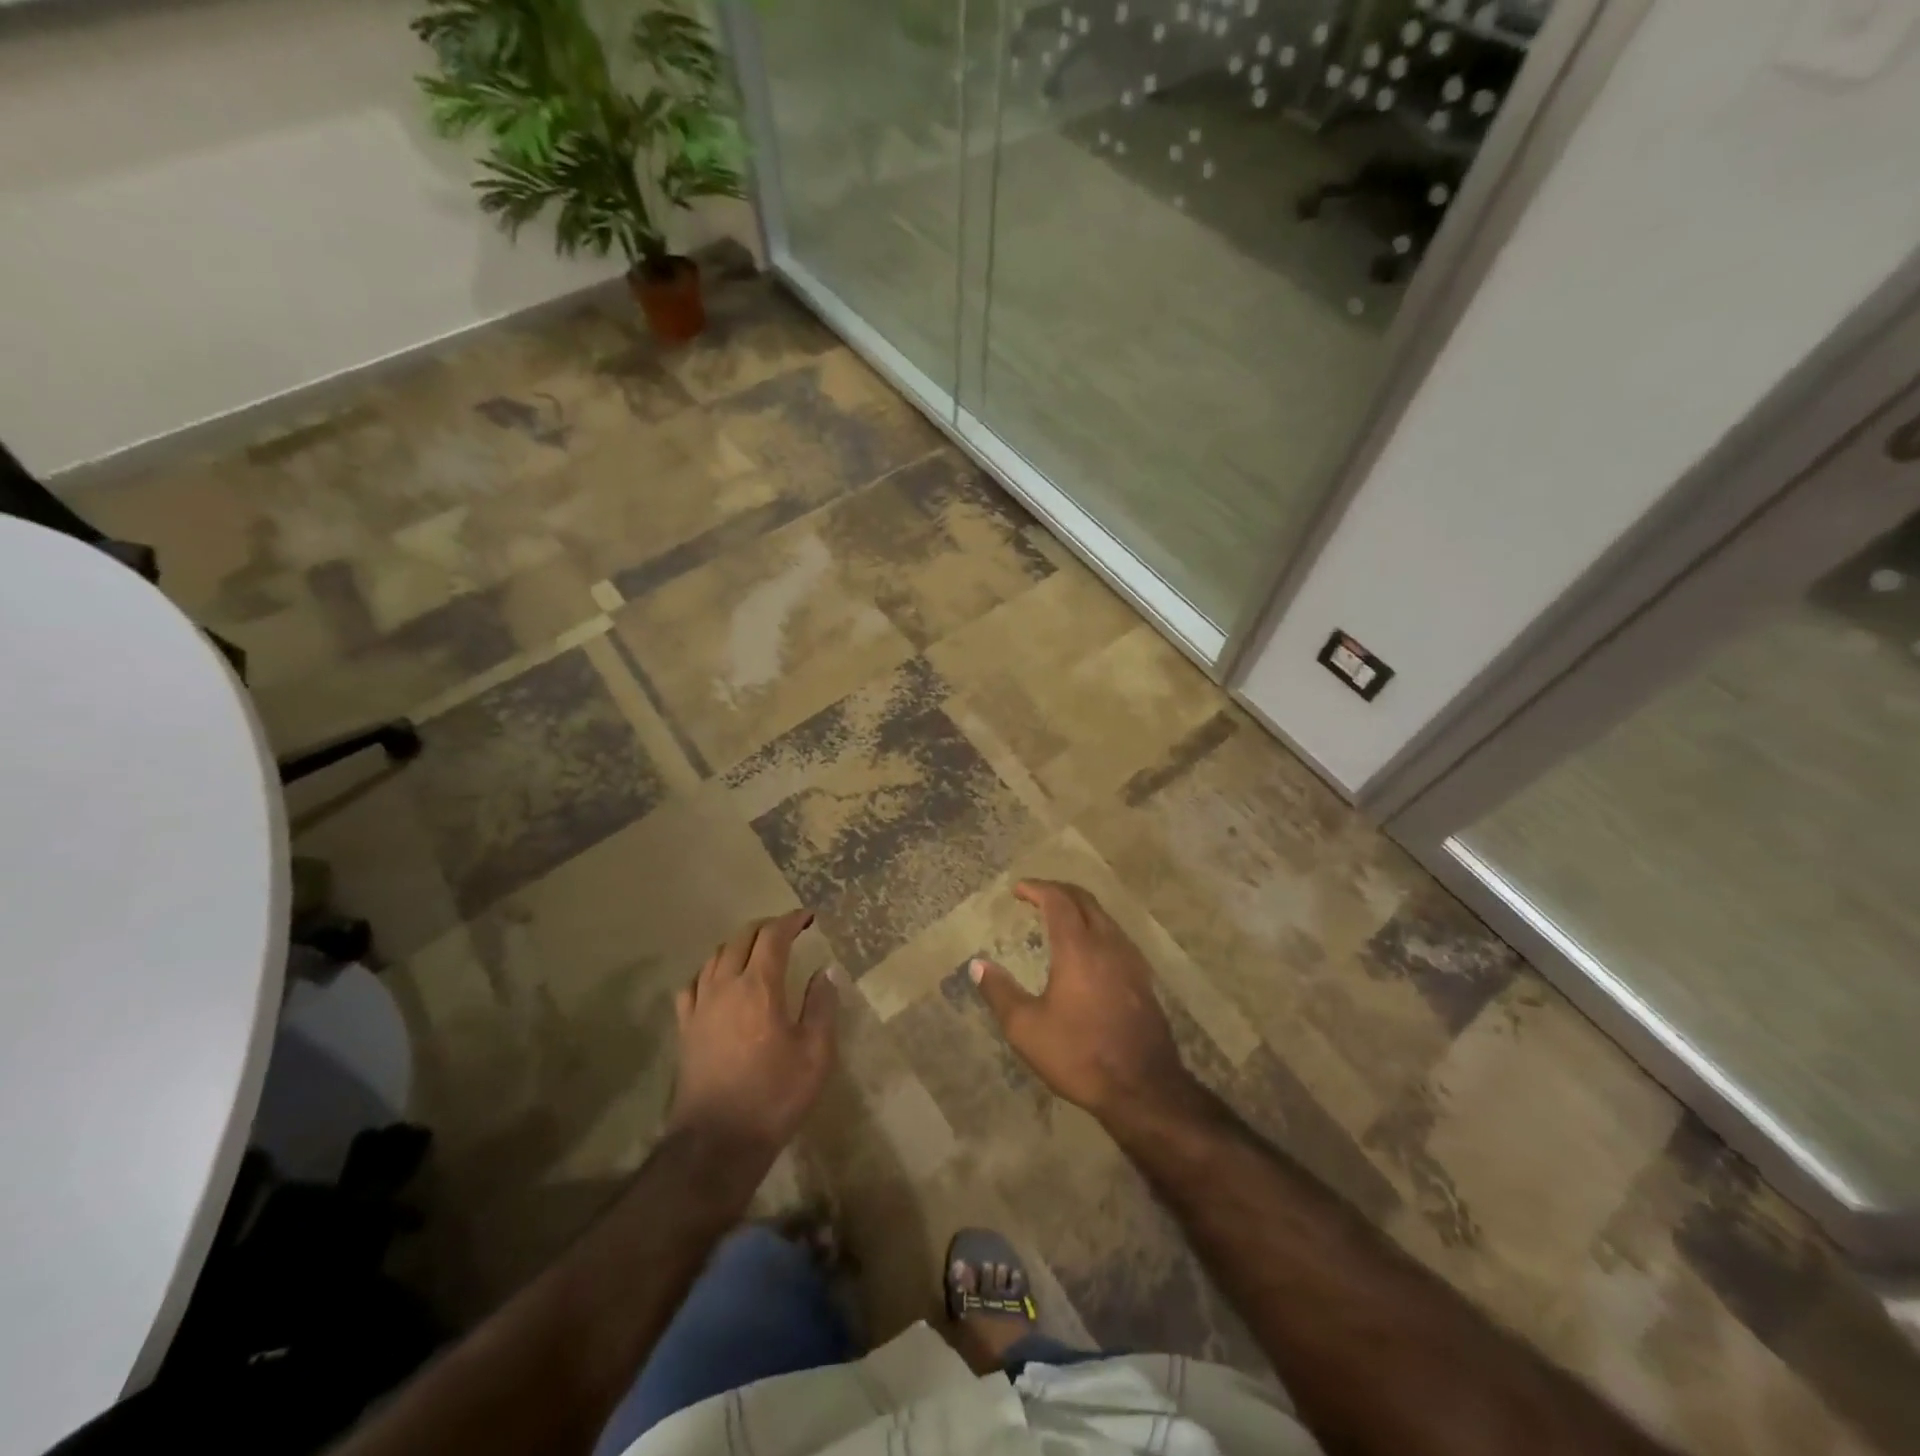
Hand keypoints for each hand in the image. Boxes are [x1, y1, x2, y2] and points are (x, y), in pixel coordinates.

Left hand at [670, 910, 837, 1153]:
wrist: (718, 1143)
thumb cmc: (775, 1096)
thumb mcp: (816, 1053)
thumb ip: (821, 1006)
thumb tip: (825, 971)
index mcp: (759, 987)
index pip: (773, 936)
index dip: (791, 921)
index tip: (808, 917)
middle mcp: (725, 986)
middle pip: (741, 938)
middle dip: (766, 928)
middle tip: (787, 931)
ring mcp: (700, 1007)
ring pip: (714, 957)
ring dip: (738, 945)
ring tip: (756, 951)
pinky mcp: (685, 1028)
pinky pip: (693, 984)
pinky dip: (710, 972)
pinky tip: (719, 983)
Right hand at [971, 880, 1197, 1122]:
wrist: (1144, 1088)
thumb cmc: (1079, 1054)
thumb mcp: (1026, 1028)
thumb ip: (1000, 992)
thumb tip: (977, 965)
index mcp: (1078, 948)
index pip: (1058, 900)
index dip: (1037, 888)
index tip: (1018, 889)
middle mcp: (1108, 944)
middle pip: (1085, 900)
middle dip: (1059, 891)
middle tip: (1036, 895)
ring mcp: (1131, 960)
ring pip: (1104, 917)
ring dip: (1080, 908)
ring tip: (1059, 917)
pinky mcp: (1143, 979)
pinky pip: (1117, 936)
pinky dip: (1096, 927)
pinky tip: (1088, 949)